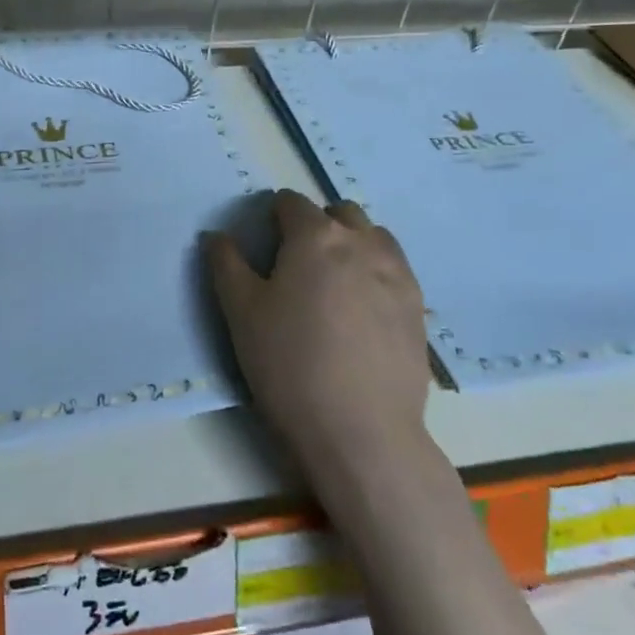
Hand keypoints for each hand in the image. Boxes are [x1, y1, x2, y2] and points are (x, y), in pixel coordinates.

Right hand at [205, 190, 429, 470]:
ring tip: (333, 282)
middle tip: (297, 263)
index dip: (273, 217)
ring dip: (352, 243)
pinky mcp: (418, 307)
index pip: (291, 203)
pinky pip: (395, 269)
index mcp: (315, 236)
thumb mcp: (240, 312)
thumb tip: (216, 235)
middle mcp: (361, 243)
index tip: (264, 244)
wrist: (360, 431)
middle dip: (317, 224)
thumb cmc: (289, 364)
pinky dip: (376, 272)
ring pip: (373, 236)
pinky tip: (362, 308)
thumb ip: (226, 264)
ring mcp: (397, 274)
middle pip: (339, 212)